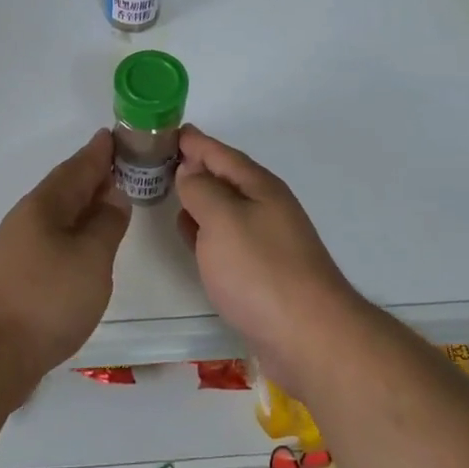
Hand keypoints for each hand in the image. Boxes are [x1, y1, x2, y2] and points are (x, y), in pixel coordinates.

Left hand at [0, 130, 131, 389]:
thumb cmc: (46, 299)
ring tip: (109, 201)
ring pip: (58, 213)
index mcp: (45, 204)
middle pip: (65, 187)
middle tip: (122, 163)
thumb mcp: (91, 257)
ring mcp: (18, 248)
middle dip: (92, 174)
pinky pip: (53, 237)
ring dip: (83, 203)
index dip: (99, 151)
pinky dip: (73, 231)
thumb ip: (106, 223)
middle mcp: (28, 218)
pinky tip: (84, 244)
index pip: (78, 167)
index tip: (117, 135)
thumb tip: (114, 195)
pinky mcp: (16, 276)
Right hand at [175, 126, 363, 394]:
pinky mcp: (262, 273)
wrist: (309, 338)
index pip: (220, 153)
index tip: (166, 129)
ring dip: (198, 197)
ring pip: (224, 208)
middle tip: (159, 158)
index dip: (194, 141)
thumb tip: (189, 171)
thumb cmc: (261, 271)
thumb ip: (201, 190)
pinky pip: (225, 239)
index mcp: (259, 187)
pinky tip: (188, 234)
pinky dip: (204, 229)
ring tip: (168, 188)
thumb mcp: (223, 220)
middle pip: (225, 178)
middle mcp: (266, 208)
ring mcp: (266, 241)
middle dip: (194, 166)